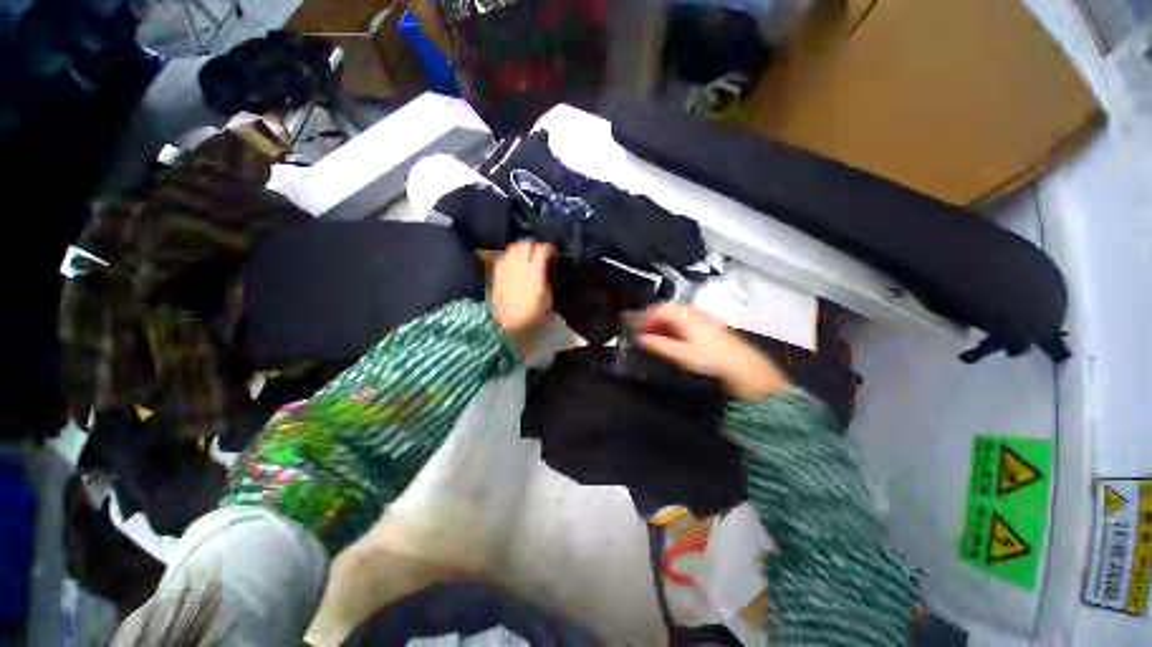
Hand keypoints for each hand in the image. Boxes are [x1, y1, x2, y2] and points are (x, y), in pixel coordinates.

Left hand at [491, 242, 554, 340]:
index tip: (554, 256)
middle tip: (541, 255)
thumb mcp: (548, 299)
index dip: (550, 249)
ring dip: (523, 248)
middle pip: (527, 243)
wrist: (507, 325)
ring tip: (528, 256)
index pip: (543, 249)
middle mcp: (519, 264)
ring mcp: (506, 267)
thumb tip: (547, 271)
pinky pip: (504, 256)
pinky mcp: (496, 273)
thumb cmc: (532, 315)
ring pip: (514, 247)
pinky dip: (511, 256)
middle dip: (535, 246)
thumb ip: (548, 280)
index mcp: (534, 271)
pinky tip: (515, 263)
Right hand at [633, 304, 787, 400]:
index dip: (643, 318)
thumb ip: (658, 345)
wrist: (744, 368)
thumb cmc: (710, 359)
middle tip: (641, 336)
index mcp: (684, 315)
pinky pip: (684, 323)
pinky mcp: (708, 327)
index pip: (657, 310)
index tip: (633, 330)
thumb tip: (640, 339)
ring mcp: (702, 319)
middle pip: (666, 312)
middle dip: (651, 322)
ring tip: (654, 341)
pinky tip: (671, 342)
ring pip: (675, 318)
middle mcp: (693, 313)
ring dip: (662, 327)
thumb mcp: (680, 354)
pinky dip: (673, 330)